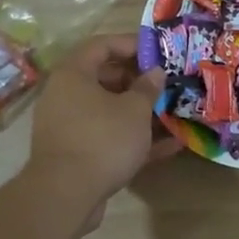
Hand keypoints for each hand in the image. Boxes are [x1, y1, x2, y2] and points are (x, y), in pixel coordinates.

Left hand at [27, 34, 176, 223]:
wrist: (66, 195)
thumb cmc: (102, 139)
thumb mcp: (134, 110)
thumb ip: (147, 88)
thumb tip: (155, 72)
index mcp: (74, 74)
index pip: (102, 45)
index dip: (131, 43)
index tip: (158, 51)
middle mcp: (66, 95)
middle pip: (105, 78)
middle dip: (139, 80)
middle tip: (167, 83)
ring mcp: (70, 126)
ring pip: (109, 110)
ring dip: (140, 111)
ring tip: (172, 111)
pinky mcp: (77, 153)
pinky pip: (109, 137)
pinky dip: (135, 138)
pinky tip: (171, 146)